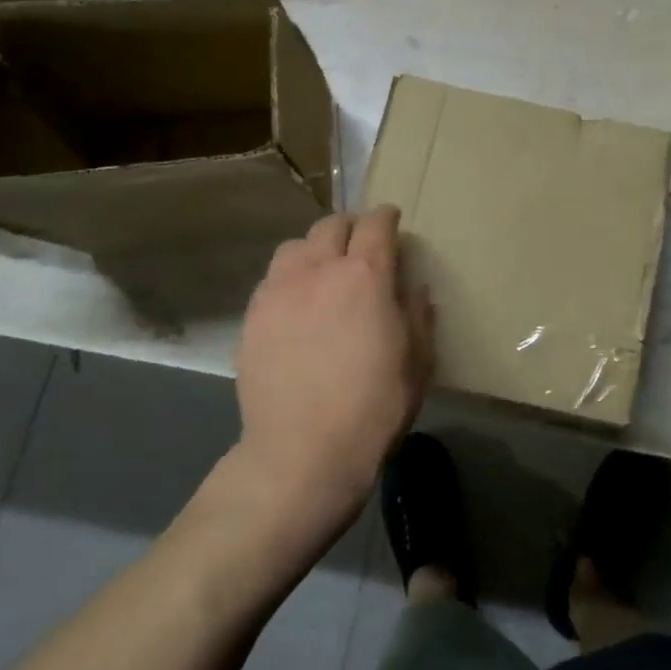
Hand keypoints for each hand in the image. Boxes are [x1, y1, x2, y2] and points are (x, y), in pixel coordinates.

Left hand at [233, 207, 433, 538]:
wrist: (302, 452)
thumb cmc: (374, 407)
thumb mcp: (417, 362)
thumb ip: (417, 314)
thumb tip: (413, 286)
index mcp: (366, 275)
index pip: (376, 224)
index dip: (386, 217)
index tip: (392, 222)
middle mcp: (319, 270)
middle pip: (331, 225)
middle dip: (351, 226)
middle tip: (360, 244)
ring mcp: (279, 291)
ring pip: (295, 246)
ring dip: (315, 248)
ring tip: (323, 270)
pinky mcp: (252, 316)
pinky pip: (272, 278)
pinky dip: (290, 277)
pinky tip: (297, 303)